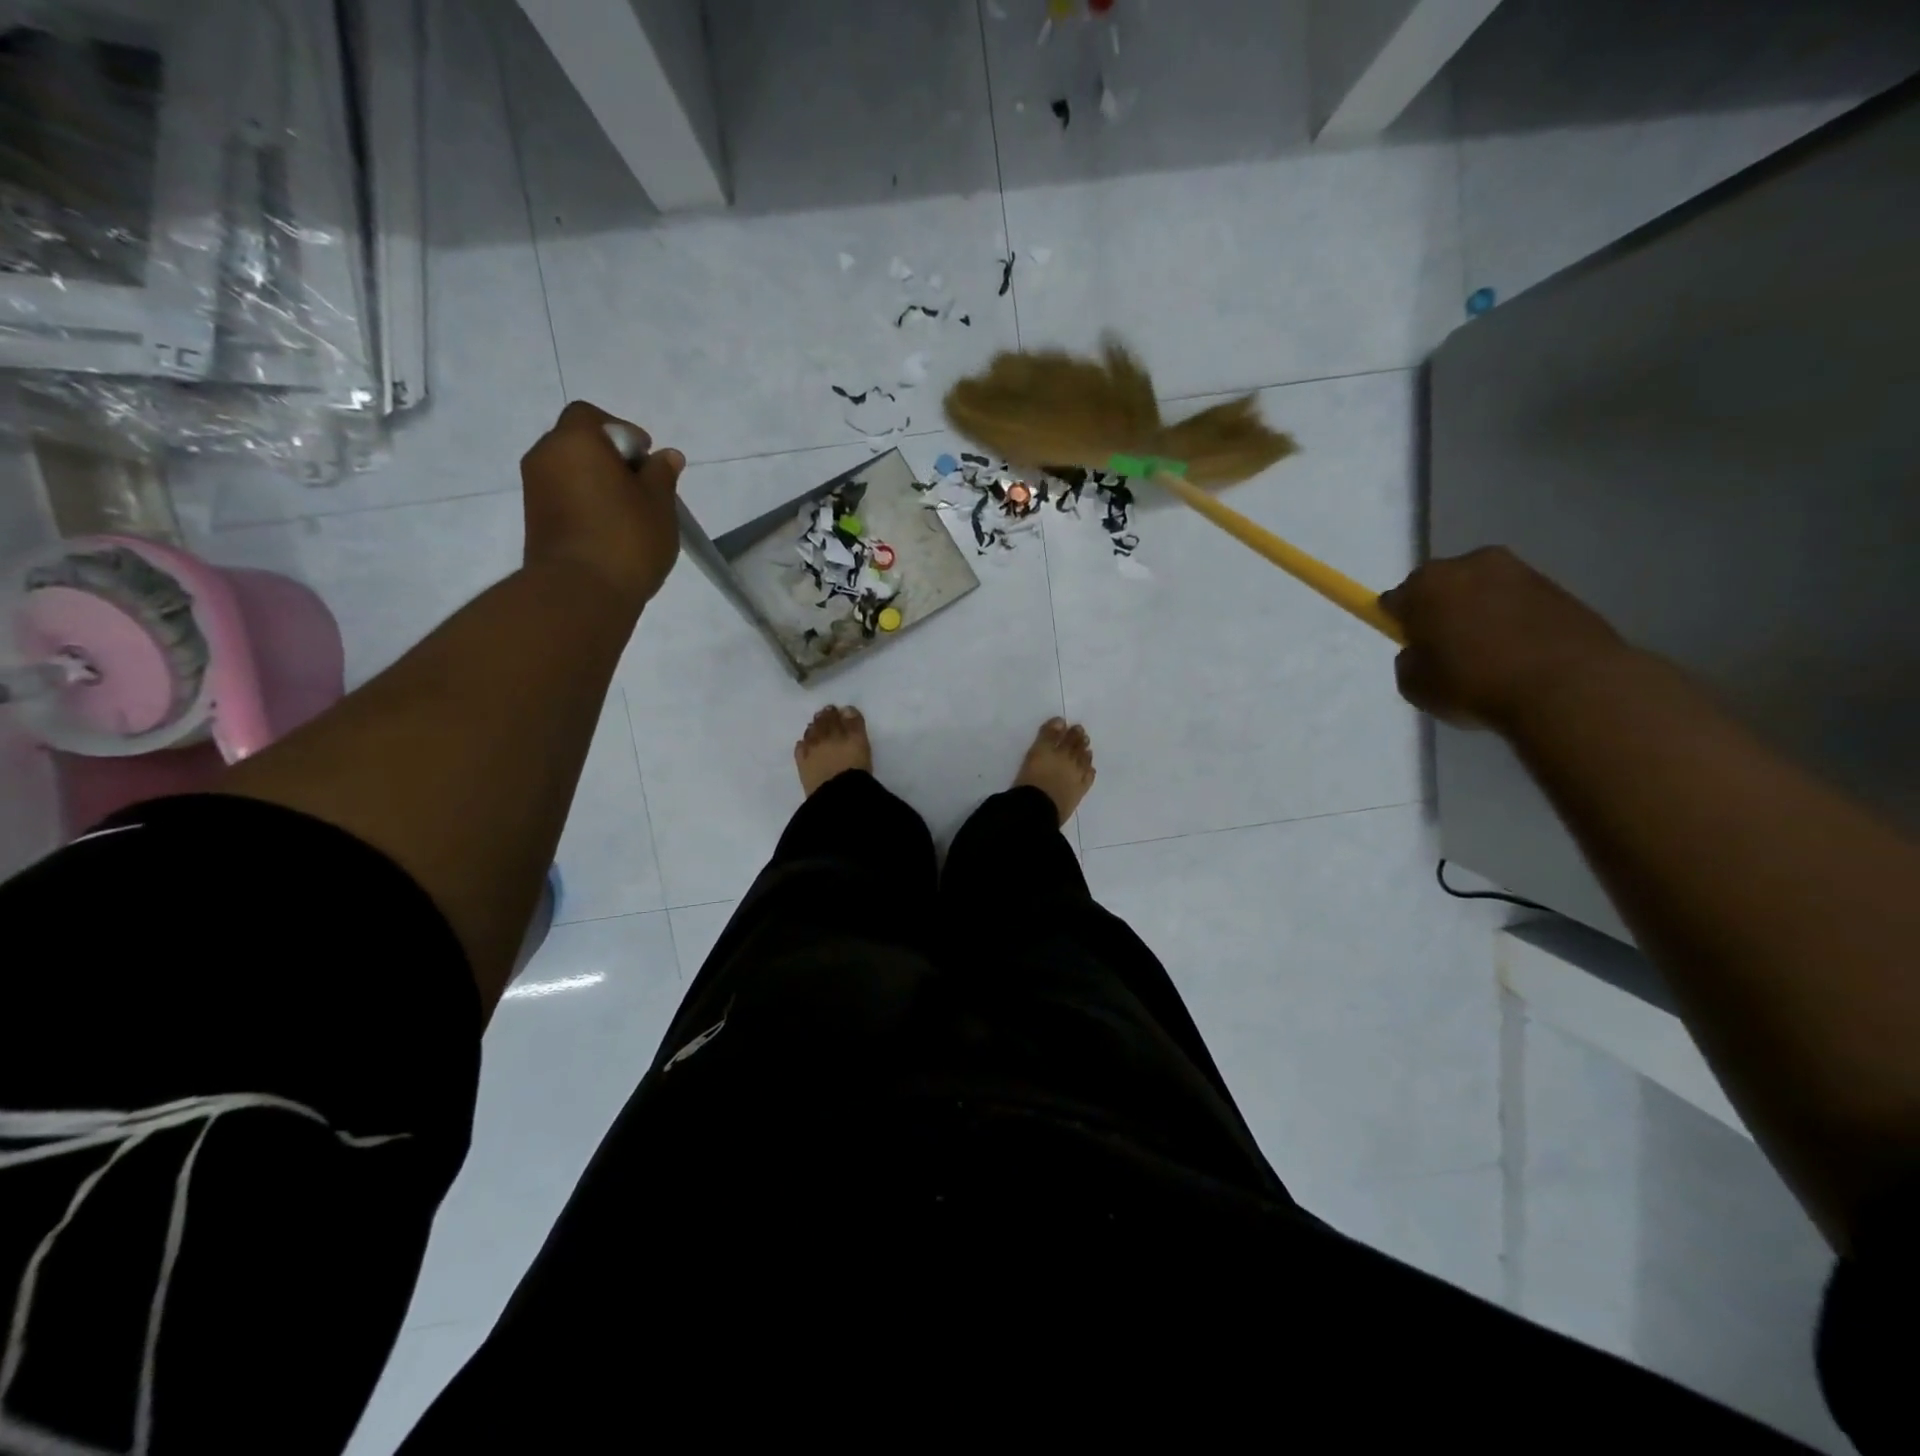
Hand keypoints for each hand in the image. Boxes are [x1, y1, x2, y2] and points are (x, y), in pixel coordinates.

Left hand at [520, 400, 684, 610]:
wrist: (580, 592)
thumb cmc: (626, 538)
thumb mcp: (659, 504)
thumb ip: (662, 474)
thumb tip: (666, 456)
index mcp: (575, 441)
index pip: (592, 417)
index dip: (622, 432)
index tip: (645, 462)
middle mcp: (545, 456)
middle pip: (579, 444)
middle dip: (610, 460)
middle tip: (642, 490)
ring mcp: (535, 490)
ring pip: (571, 473)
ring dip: (598, 485)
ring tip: (630, 516)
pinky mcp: (534, 520)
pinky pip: (564, 498)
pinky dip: (586, 505)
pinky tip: (611, 532)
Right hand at [1380, 547, 1629, 730]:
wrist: (1568, 688)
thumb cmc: (1474, 683)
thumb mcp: (1415, 685)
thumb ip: (1410, 660)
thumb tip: (1423, 651)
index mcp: (1427, 583)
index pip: (1396, 599)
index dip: (1399, 623)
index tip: (1411, 647)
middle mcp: (1471, 564)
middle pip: (1442, 587)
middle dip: (1441, 611)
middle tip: (1448, 651)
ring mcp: (1521, 572)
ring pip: (1484, 592)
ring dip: (1480, 614)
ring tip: (1490, 656)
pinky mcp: (1560, 588)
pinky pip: (1519, 604)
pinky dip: (1515, 622)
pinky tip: (1521, 655)